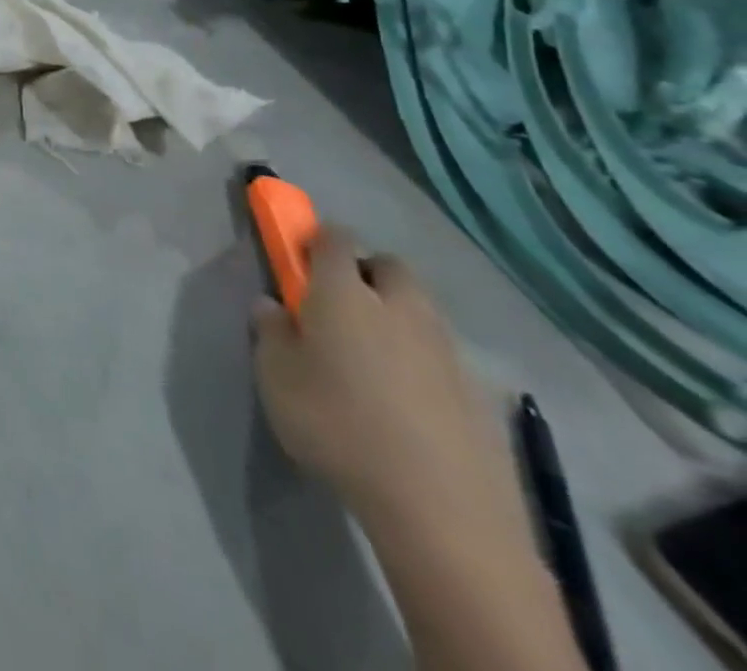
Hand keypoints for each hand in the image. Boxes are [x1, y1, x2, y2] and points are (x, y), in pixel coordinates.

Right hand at [252, 228, 519, 534]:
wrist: (441, 510)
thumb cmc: (337, 426)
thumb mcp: (275, 377)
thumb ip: (270, 332)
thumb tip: (272, 305)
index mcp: (344, 293)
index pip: (334, 238)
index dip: (316, 239)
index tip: (299, 258)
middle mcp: (398, 307)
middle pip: (389, 266)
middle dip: (366, 272)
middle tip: (339, 305)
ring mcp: (445, 350)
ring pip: (420, 310)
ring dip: (396, 317)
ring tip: (372, 359)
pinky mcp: (478, 394)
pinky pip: (442, 356)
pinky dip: (422, 362)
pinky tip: (406, 402)